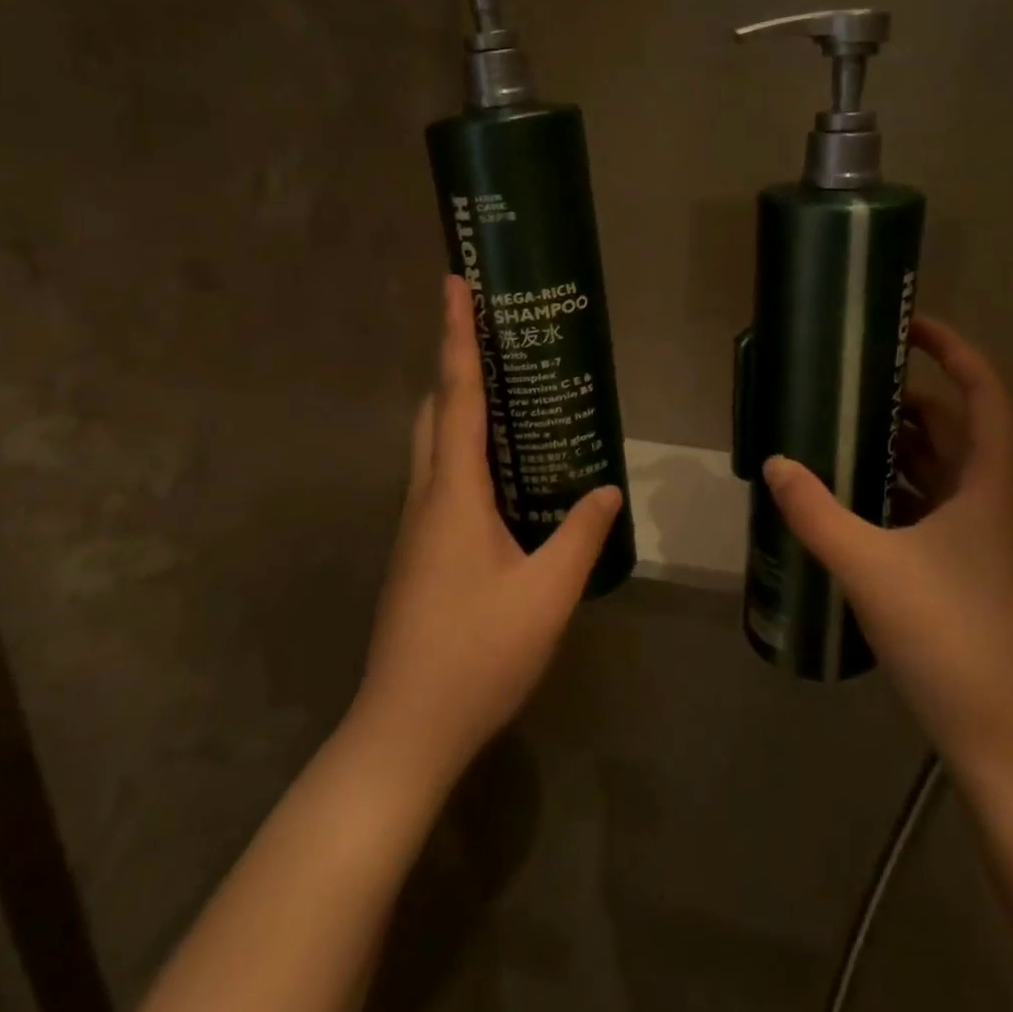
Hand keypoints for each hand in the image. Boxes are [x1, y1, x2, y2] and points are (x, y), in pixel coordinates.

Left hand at [354, 275, 621, 789]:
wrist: (405, 729)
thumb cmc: (477, 655)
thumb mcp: (546, 595)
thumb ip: (580, 536)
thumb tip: (607, 489)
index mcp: (453, 494)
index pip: (456, 395)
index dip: (456, 336)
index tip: (453, 283)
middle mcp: (426, 497)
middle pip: (433, 410)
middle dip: (453, 363)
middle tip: (490, 334)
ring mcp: (415, 526)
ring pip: (431, 445)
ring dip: (456, 407)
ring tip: (501, 390)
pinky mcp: (417, 551)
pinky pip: (439, 478)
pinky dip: (462, 450)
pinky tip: (499, 472)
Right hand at [762, 317, 1012, 798]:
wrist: (1003, 740)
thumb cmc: (949, 638)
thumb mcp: (870, 567)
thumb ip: (816, 512)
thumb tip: (775, 463)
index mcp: (988, 486)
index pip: (984, 394)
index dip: (954, 350)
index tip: (908, 325)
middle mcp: (990, 503)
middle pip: (955, 427)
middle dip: (906, 397)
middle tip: (847, 381)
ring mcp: (979, 540)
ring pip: (940, 469)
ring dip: (896, 444)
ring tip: (837, 426)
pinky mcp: (963, 570)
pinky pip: (927, 507)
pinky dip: (892, 488)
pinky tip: (848, 494)